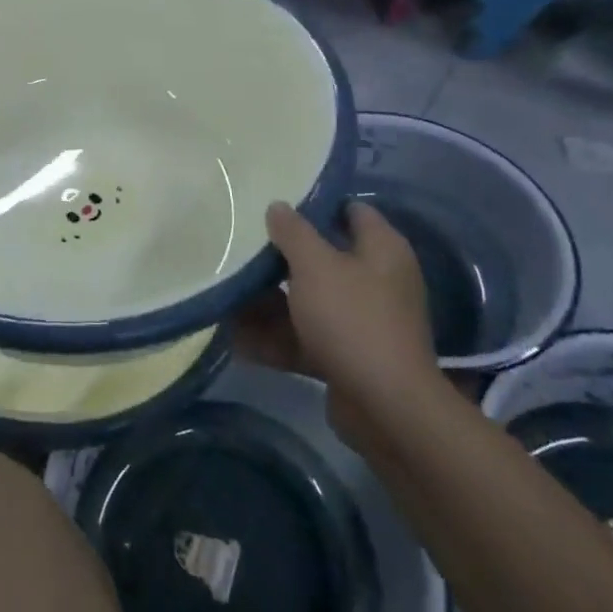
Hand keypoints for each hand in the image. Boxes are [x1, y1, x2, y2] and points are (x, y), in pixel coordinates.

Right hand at [256, 200, 441, 435]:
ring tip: (227, 299)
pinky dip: (276, 338)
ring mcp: (362, 321)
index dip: (315, 205)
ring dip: (270, 303)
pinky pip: (306, 338)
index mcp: (381, 249)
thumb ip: (293, 232)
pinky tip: (237, 340)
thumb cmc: (351, 319)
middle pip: (323, 259)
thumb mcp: (315, 266)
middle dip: (280, 259)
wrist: (385, 406)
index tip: (275, 205)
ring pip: (309, 301)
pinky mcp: (348, 355)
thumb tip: (279, 206)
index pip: (350, 211)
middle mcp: (376, 280)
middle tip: (242, 250)